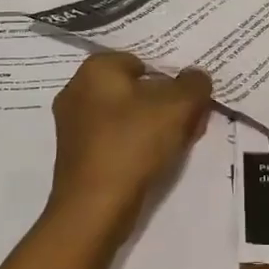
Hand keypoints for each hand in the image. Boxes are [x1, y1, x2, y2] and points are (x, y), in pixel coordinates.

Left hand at [48, 52, 212, 241]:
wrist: (94, 208)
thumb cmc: (133, 144)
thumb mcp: (178, 106)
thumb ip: (194, 84)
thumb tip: (196, 76)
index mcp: (96, 69)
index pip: (142, 60)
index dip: (171, 77)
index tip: (190, 98)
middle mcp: (77, 90)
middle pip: (135, 89)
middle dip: (165, 103)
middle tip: (190, 120)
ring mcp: (72, 125)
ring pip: (126, 115)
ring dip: (154, 125)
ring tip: (179, 143)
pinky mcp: (76, 155)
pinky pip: (114, 138)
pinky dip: (136, 145)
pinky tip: (156, 160)